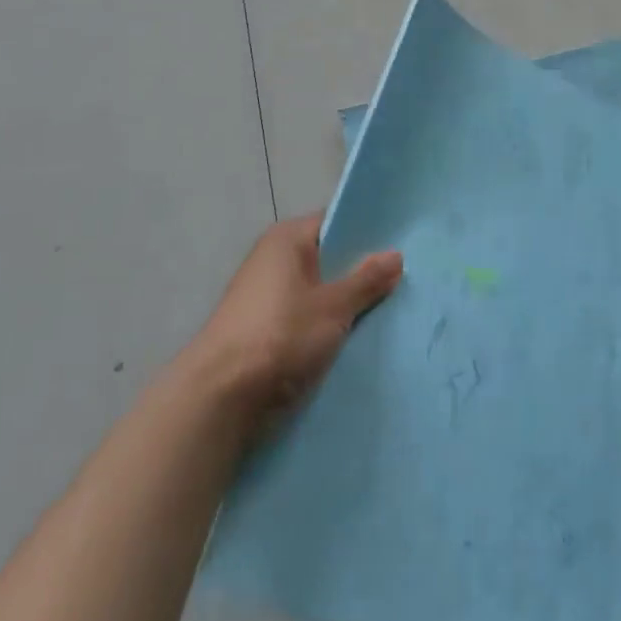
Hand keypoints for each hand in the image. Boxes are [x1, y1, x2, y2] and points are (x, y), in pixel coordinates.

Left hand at [183, 214, 402, 438]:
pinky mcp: (259, 331)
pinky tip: (351, 342)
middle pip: (326, 258)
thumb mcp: (333, 307)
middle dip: (358, 273)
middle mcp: (272, 258)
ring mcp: (263, 296)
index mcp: (287, 238)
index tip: (399, 248)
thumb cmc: (280, 335)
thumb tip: (396, 255)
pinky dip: (322, 328)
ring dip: (341, 305)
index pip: (334, 222)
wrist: (219, 397)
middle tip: (400, 283)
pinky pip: (302, 319)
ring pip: (315, 292)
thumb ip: (366, 280)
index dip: (366, 234)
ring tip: (384, 314)